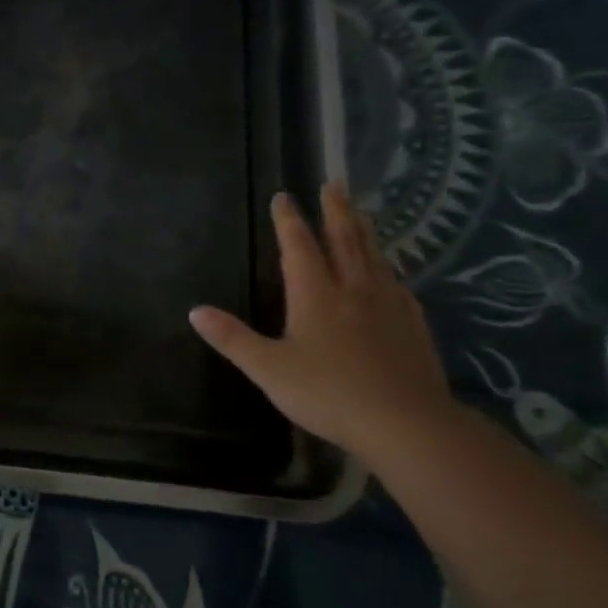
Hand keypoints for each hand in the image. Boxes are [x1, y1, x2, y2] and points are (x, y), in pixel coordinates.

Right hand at [189, 184, 453, 457]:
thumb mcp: (267, 369)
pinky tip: (390, 272)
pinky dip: (388, 266)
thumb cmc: (327, 393)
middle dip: (335, 210)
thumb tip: (194, 311)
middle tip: (333, 184)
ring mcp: (388, 305)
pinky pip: (397, 283)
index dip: (289, 220)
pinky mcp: (412, 324)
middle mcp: (353, 289)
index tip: (284, 196)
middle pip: (345, 239)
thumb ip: (232, 338)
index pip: (299, 246)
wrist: (404, 422)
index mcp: (315, 295)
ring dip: (363, 230)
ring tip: (360, 214)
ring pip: (374, 256)